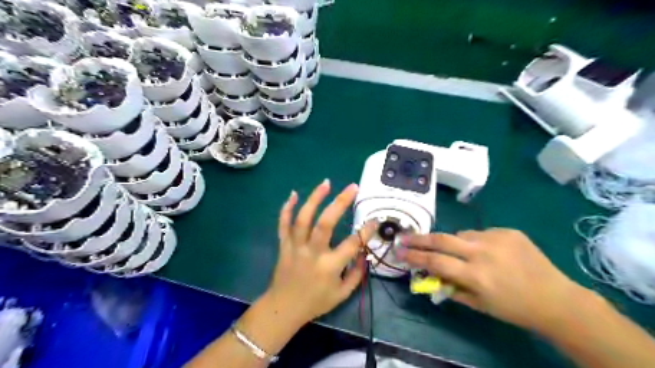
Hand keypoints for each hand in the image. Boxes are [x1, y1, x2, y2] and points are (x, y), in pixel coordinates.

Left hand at [266, 180, 379, 325]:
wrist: (284, 308)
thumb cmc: (316, 302)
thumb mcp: (342, 294)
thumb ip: (356, 273)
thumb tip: (364, 253)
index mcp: (329, 267)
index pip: (351, 244)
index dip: (365, 231)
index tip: (374, 219)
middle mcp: (312, 253)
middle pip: (325, 223)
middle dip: (340, 203)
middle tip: (352, 187)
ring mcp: (295, 247)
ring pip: (303, 219)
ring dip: (314, 198)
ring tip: (326, 183)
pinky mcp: (284, 245)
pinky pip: (283, 224)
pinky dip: (286, 208)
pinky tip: (293, 194)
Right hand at [400, 229, 582, 330]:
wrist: (556, 299)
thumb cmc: (514, 308)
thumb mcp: (479, 305)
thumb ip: (452, 288)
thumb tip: (430, 275)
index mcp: (476, 276)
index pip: (435, 261)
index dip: (414, 256)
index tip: (399, 251)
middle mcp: (483, 253)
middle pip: (442, 239)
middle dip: (419, 238)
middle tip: (405, 237)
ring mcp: (496, 238)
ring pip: (461, 234)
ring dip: (454, 243)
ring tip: (463, 254)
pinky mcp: (508, 231)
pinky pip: (480, 233)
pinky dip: (476, 242)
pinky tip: (488, 253)